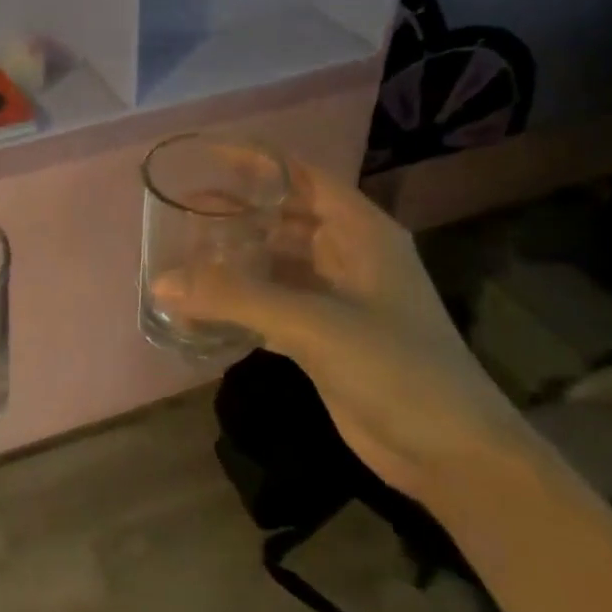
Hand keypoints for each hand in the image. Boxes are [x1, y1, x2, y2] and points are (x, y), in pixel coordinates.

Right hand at [151, 157, 528, 504]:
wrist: (450, 453)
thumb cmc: (396, 368)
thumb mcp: (315, 324)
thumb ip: (236, 299)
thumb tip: (161, 283)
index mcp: (361, 234)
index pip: (304, 178)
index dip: (259, 163)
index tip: (206, 157)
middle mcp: (348, 258)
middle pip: (284, 220)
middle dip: (236, 213)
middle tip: (181, 211)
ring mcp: (336, 300)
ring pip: (274, 265)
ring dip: (234, 261)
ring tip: (182, 255)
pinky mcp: (323, 338)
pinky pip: (271, 307)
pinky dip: (238, 304)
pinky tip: (200, 307)